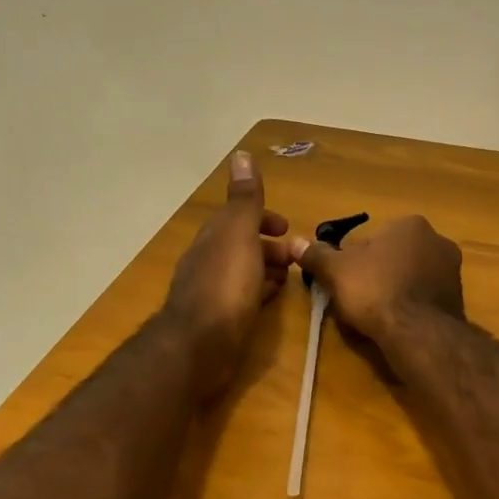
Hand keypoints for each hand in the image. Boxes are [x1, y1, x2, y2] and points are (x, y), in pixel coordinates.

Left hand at [161, 151, 291, 398]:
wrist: (200, 345)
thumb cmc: (225, 284)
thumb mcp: (239, 233)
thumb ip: (244, 199)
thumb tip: (241, 154)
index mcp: (213, 238)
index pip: (237, 218)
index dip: (263, 218)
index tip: (287, 227)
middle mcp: (208, 261)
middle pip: (241, 246)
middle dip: (269, 246)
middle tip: (297, 257)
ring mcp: (212, 293)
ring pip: (243, 272)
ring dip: (267, 269)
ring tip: (291, 278)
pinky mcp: (218, 321)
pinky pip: (243, 298)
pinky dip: (260, 292)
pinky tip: (271, 301)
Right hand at [290, 215, 463, 344]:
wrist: (417, 332)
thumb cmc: (375, 290)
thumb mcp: (336, 271)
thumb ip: (317, 255)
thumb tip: (295, 242)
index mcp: (411, 224)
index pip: (373, 239)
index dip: (353, 261)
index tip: (344, 282)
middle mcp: (438, 241)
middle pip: (393, 257)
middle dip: (376, 274)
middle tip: (357, 299)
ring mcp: (452, 271)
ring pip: (410, 278)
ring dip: (393, 291)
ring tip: (375, 315)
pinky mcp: (458, 300)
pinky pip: (423, 299)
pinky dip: (409, 308)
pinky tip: (396, 324)